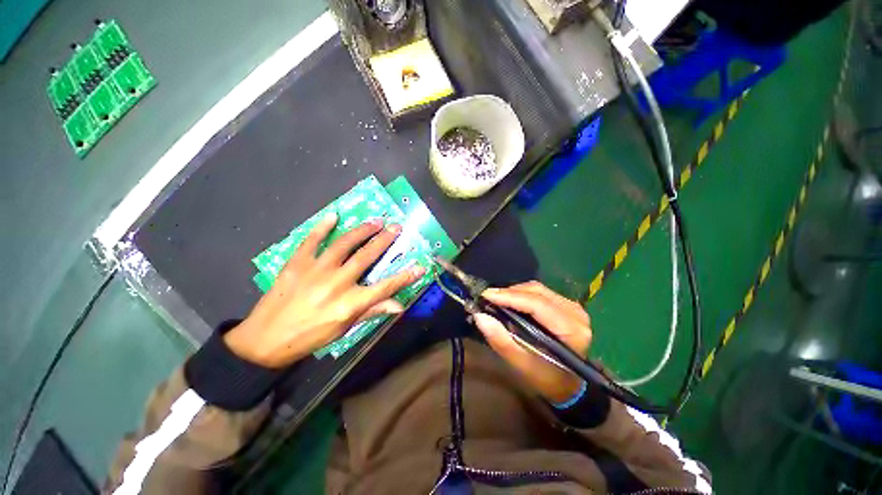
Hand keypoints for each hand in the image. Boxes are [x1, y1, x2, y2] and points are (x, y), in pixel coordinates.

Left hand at [224, 213, 424, 367]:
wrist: (266, 339)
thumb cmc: (311, 336)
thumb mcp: (345, 328)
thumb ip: (372, 311)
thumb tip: (399, 305)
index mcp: (350, 303)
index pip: (385, 287)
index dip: (405, 277)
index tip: (420, 266)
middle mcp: (337, 284)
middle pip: (366, 257)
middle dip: (384, 240)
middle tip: (396, 227)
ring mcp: (316, 270)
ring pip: (344, 244)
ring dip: (362, 230)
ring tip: (375, 221)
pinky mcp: (297, 263)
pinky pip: (311, 240)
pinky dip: (322, 227)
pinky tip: (333, 216)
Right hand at [471, 281, 591, 403]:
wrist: (568, 384)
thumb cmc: (547, 378)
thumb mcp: (522, 365)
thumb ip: (502, 341)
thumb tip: (480, 316)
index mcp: (571, 330)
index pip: (537, 304)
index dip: (509, 297)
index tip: (485, 295)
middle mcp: (575, 313)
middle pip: (536, 292)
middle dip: (509, 293)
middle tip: (487, 298)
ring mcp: (572, 307)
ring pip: (537, 289)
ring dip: (514, 292)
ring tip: (496, 300)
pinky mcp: (566, 305)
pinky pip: (540, 293)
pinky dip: (522, 294)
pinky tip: (509, 301)